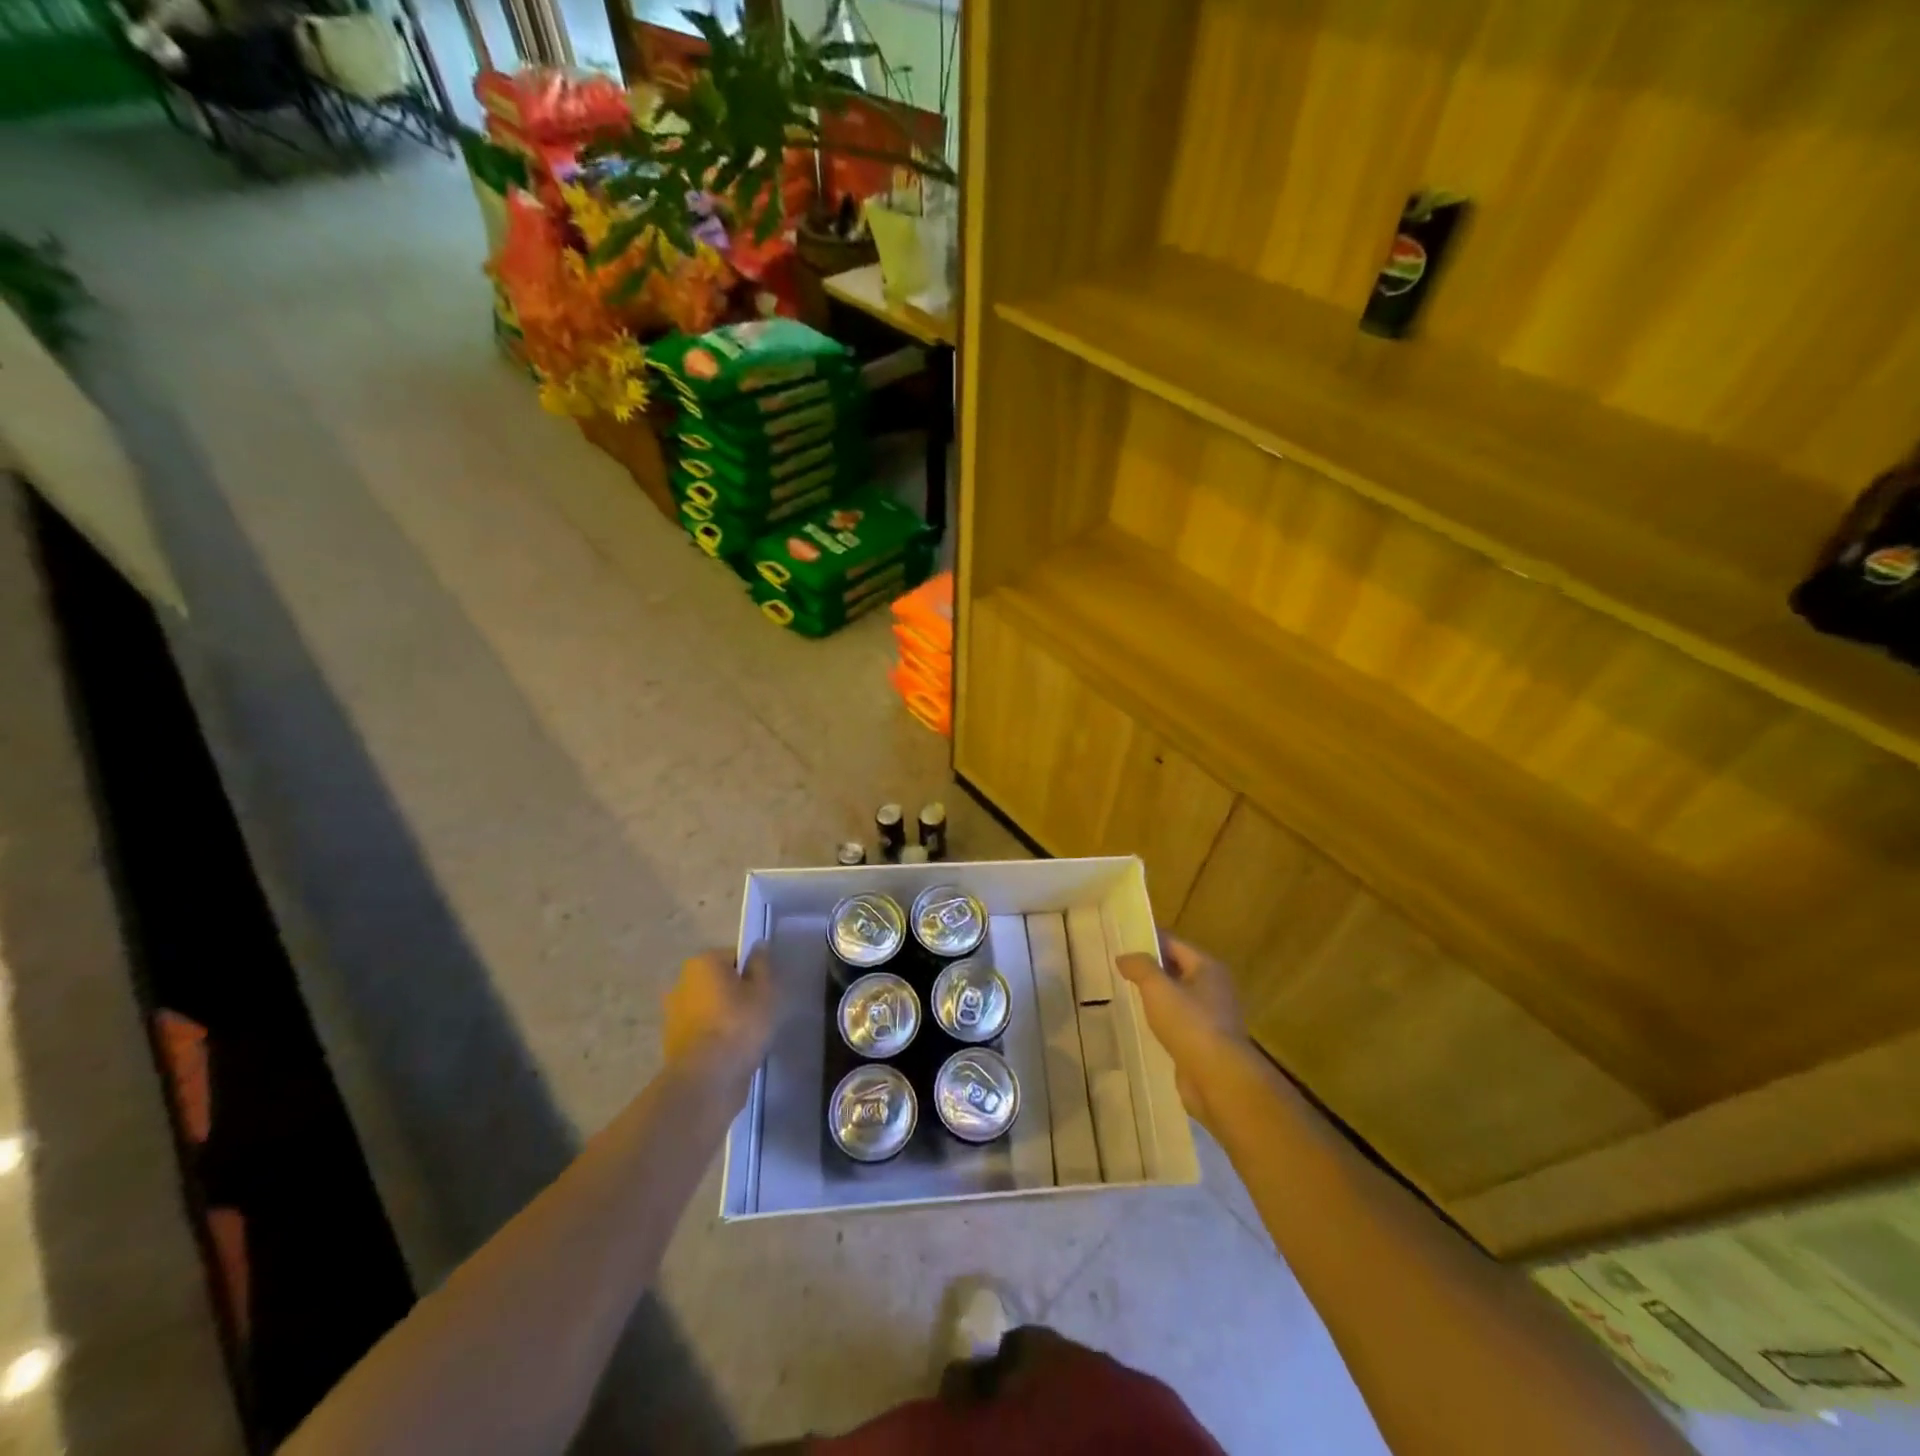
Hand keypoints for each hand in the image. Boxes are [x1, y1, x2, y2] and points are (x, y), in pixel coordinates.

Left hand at [663, 944, 775, 1086]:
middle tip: (759, 1011)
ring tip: (747, 1036)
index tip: (766, 991)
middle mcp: (681, 983)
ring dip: (724, 1017)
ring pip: (709, 1008)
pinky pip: (702, 1032)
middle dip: (736, 993)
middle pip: (719, 982)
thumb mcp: (764, 991)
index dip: (753, 972)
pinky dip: (714, 1037)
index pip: (735, 957)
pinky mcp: (673, 1044)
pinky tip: (732, 1052)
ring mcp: (673, 1015)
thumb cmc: (738, 1025)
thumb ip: (762, 965)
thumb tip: (758, 946)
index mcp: (702, 963)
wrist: (706, 1080)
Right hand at [1116, 933, 1254, 1131]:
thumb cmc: (1190, 1024)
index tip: (1121, 943)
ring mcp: (1212, 1018)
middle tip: (1117, 971)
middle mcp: (1215, 989)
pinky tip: (1141, 1027)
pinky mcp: (1205, 1044)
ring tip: (1124, 997)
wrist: (1219, 1080)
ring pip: (1177, 1000)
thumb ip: (1140, 967)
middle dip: (1149, 971)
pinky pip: (1179, 1025)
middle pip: (1177, 970)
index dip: (1147, 941)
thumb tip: (1124, 957)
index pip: (1173, 944)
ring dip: (1155, 999)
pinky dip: (1162, 1023)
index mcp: (1208, 968)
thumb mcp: (1158, 988)